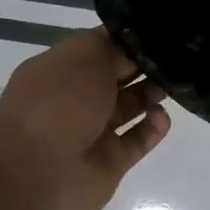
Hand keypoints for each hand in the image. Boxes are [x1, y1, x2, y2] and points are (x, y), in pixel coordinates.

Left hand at [0, 29, 170, 209]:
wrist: (36, 172)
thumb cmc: (57, 103)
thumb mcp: (84, 55)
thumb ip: (114, 46)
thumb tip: (136, 49)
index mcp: (61, 70)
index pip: (100, 49)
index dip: (128, 42)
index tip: (160, 36)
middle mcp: (76, 99)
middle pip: (119, 78)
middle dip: (145, 67)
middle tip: (173, 61)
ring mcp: (94, 132)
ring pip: (130, 108)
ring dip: (151, 95)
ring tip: (169, 87)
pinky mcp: (111, 161)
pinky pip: (138, 140)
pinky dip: (153, 128)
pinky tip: (161, 117)